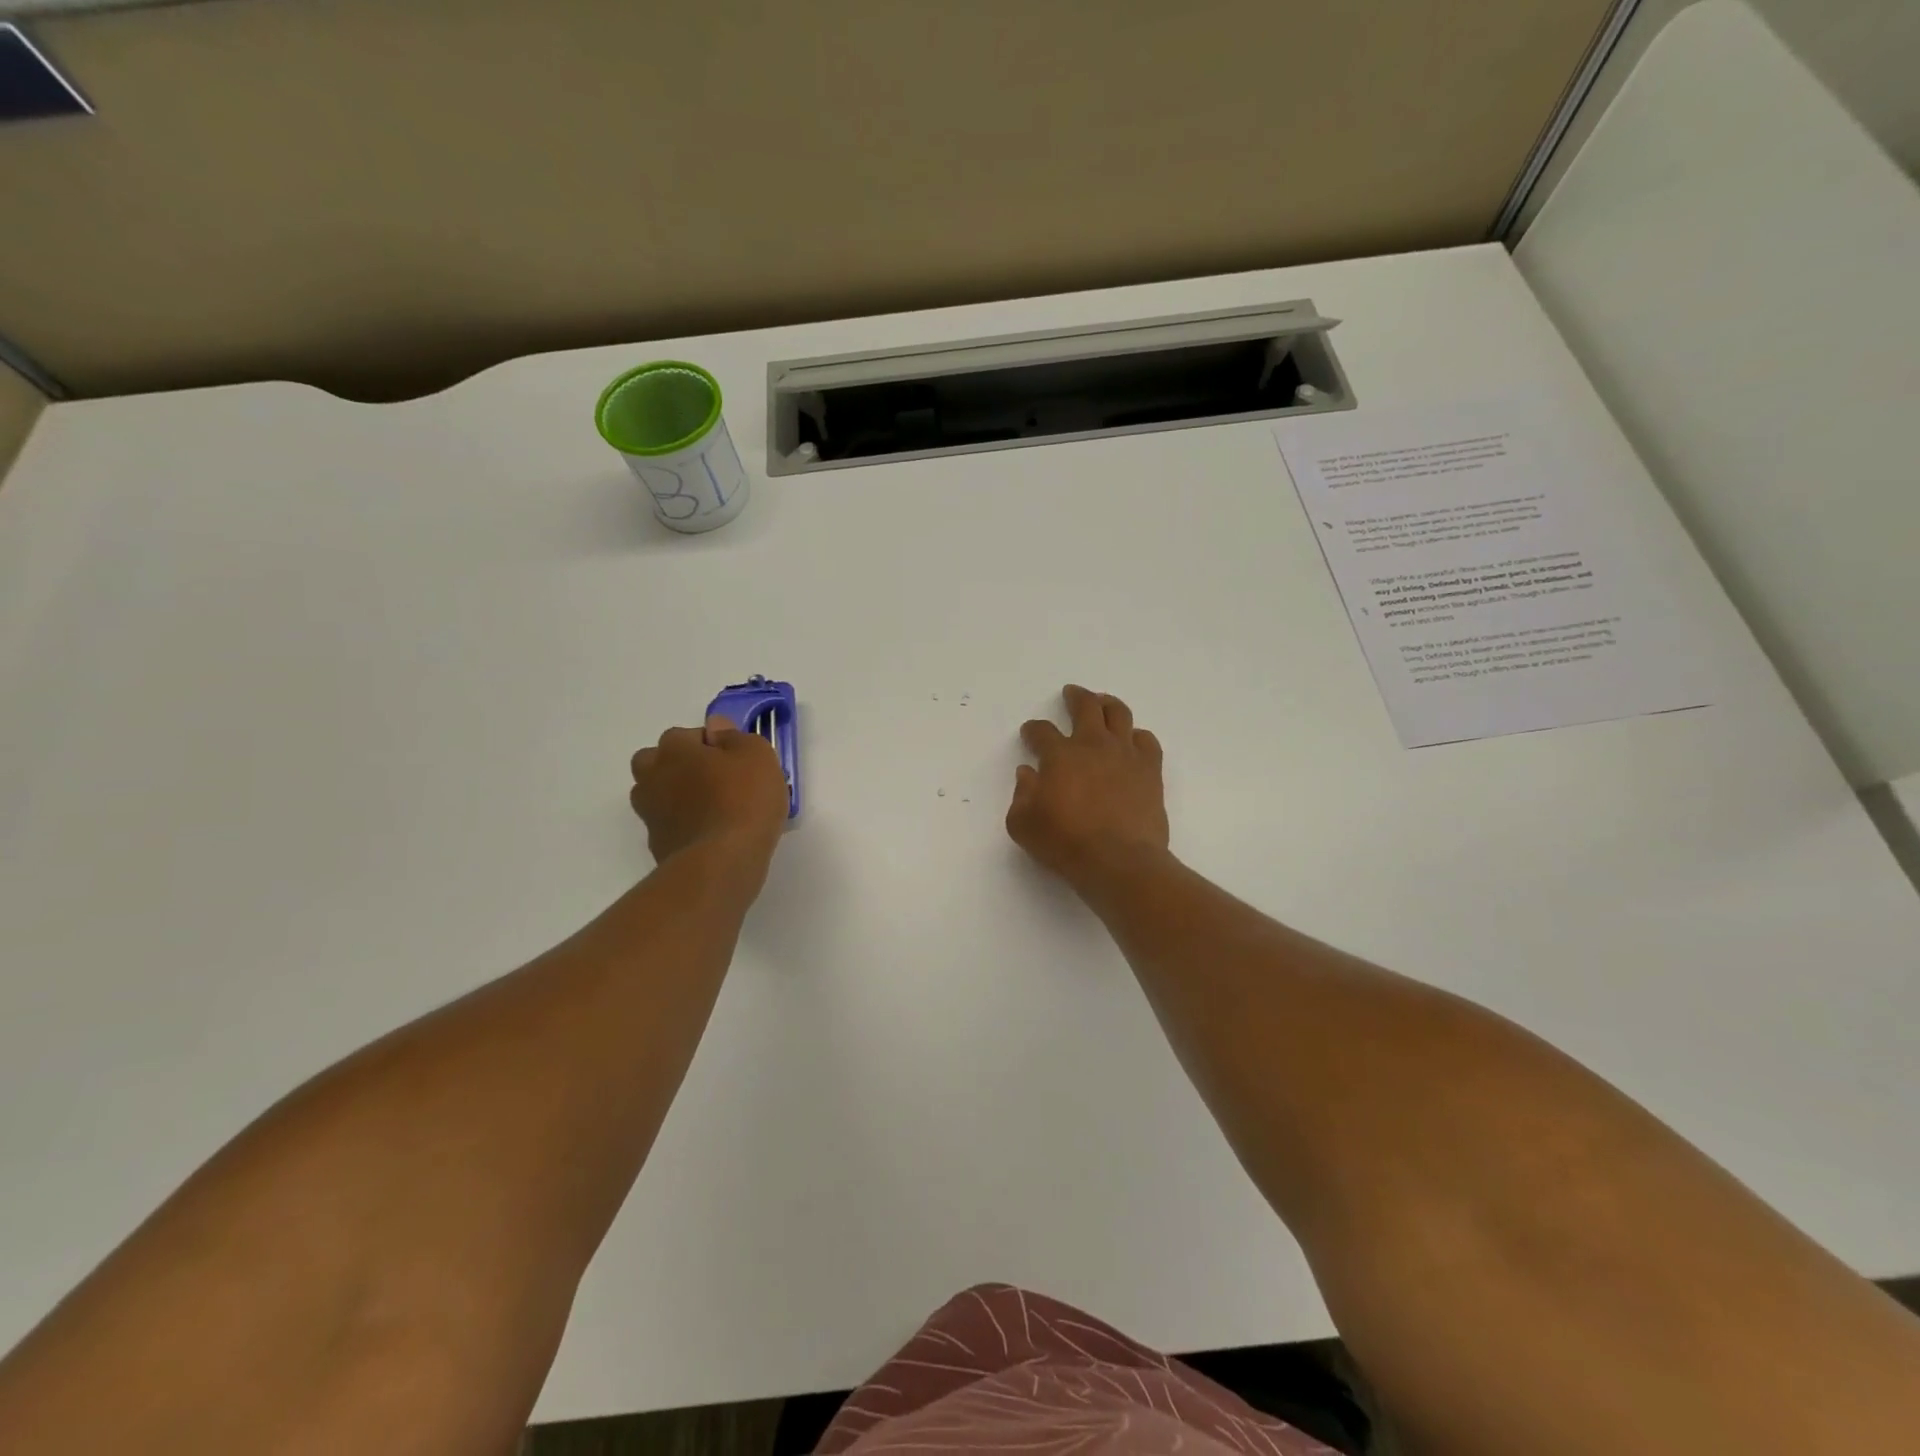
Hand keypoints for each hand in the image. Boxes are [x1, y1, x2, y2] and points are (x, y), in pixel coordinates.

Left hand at [630, 716, 790, 866]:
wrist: (722, 862)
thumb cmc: (744, 800)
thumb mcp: (757, 755)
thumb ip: (735, 736)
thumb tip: (715, 727)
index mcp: (674, 748)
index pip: (686, 734)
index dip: (711, 745)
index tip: (735, 760)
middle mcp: (653, 775)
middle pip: (657, 761)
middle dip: (679, 765)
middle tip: (714, 779)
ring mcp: (650, 812)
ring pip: (658, 793)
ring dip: (677, 795)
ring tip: (712, 808)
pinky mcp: (657, 843)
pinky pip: (669, 824)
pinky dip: (683, 824)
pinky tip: (710, 834)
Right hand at [1008, 685, 1169, 887]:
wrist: (1119, 862)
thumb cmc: (1065, 843)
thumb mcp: (1023, 824)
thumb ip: (1021, 795)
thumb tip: (1027, 773)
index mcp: (1059, 755)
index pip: (1042, 732)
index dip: (1033, 730)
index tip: (1030, 733)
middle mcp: (1093, 745)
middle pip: (1085, 706)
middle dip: (1075, 697)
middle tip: (1071, 693)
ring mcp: (1125, 755)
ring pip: (1119, 714)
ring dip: (1108, 704)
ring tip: (1102, 703)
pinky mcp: (1150, 771)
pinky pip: (1146, 741)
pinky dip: (1137, 736)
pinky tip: (1132, 740)